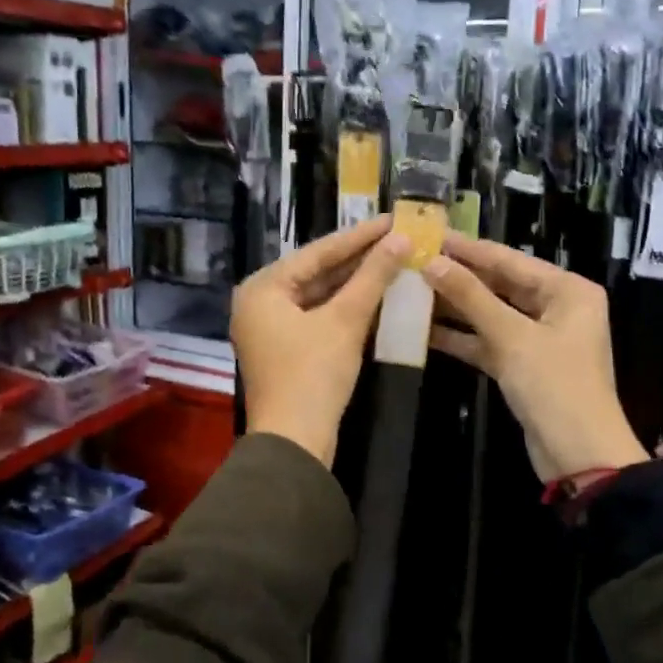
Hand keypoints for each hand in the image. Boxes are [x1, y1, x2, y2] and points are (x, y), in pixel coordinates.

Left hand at [232, 216, 410, 466]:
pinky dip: (347, 307)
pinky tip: (378, 295)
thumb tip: (401, 239)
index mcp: (263, 288)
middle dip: (359, 258)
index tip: (392, 219)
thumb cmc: (313, 374)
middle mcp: (261, 302)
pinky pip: (319, 316)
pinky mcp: (287, 349)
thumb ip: (373, 277)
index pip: (318, 252)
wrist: (295, 443)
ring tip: (394, 260)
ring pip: (320, 295)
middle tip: (397, 238)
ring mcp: (271, 327)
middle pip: (317, 272)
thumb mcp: (345, 321)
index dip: (359, 236)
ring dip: (356, 282)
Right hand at [422, 234, 645, 482]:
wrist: (580, 456)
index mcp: (568, 290)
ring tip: (411, 290)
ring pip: (491, 313)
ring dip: (455, 306)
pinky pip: (488, 341)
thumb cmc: (555, 386)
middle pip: (500, 284)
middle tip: (415, 260)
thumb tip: (431, 262)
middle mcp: (557, 307)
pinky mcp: (523, 365)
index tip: (431, 234)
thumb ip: (471, 297)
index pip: (510, 260)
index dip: (469, 249)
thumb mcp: (512, 337)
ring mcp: (539, 337)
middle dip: (459, 276)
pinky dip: (461, 337)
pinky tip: (423, 329)